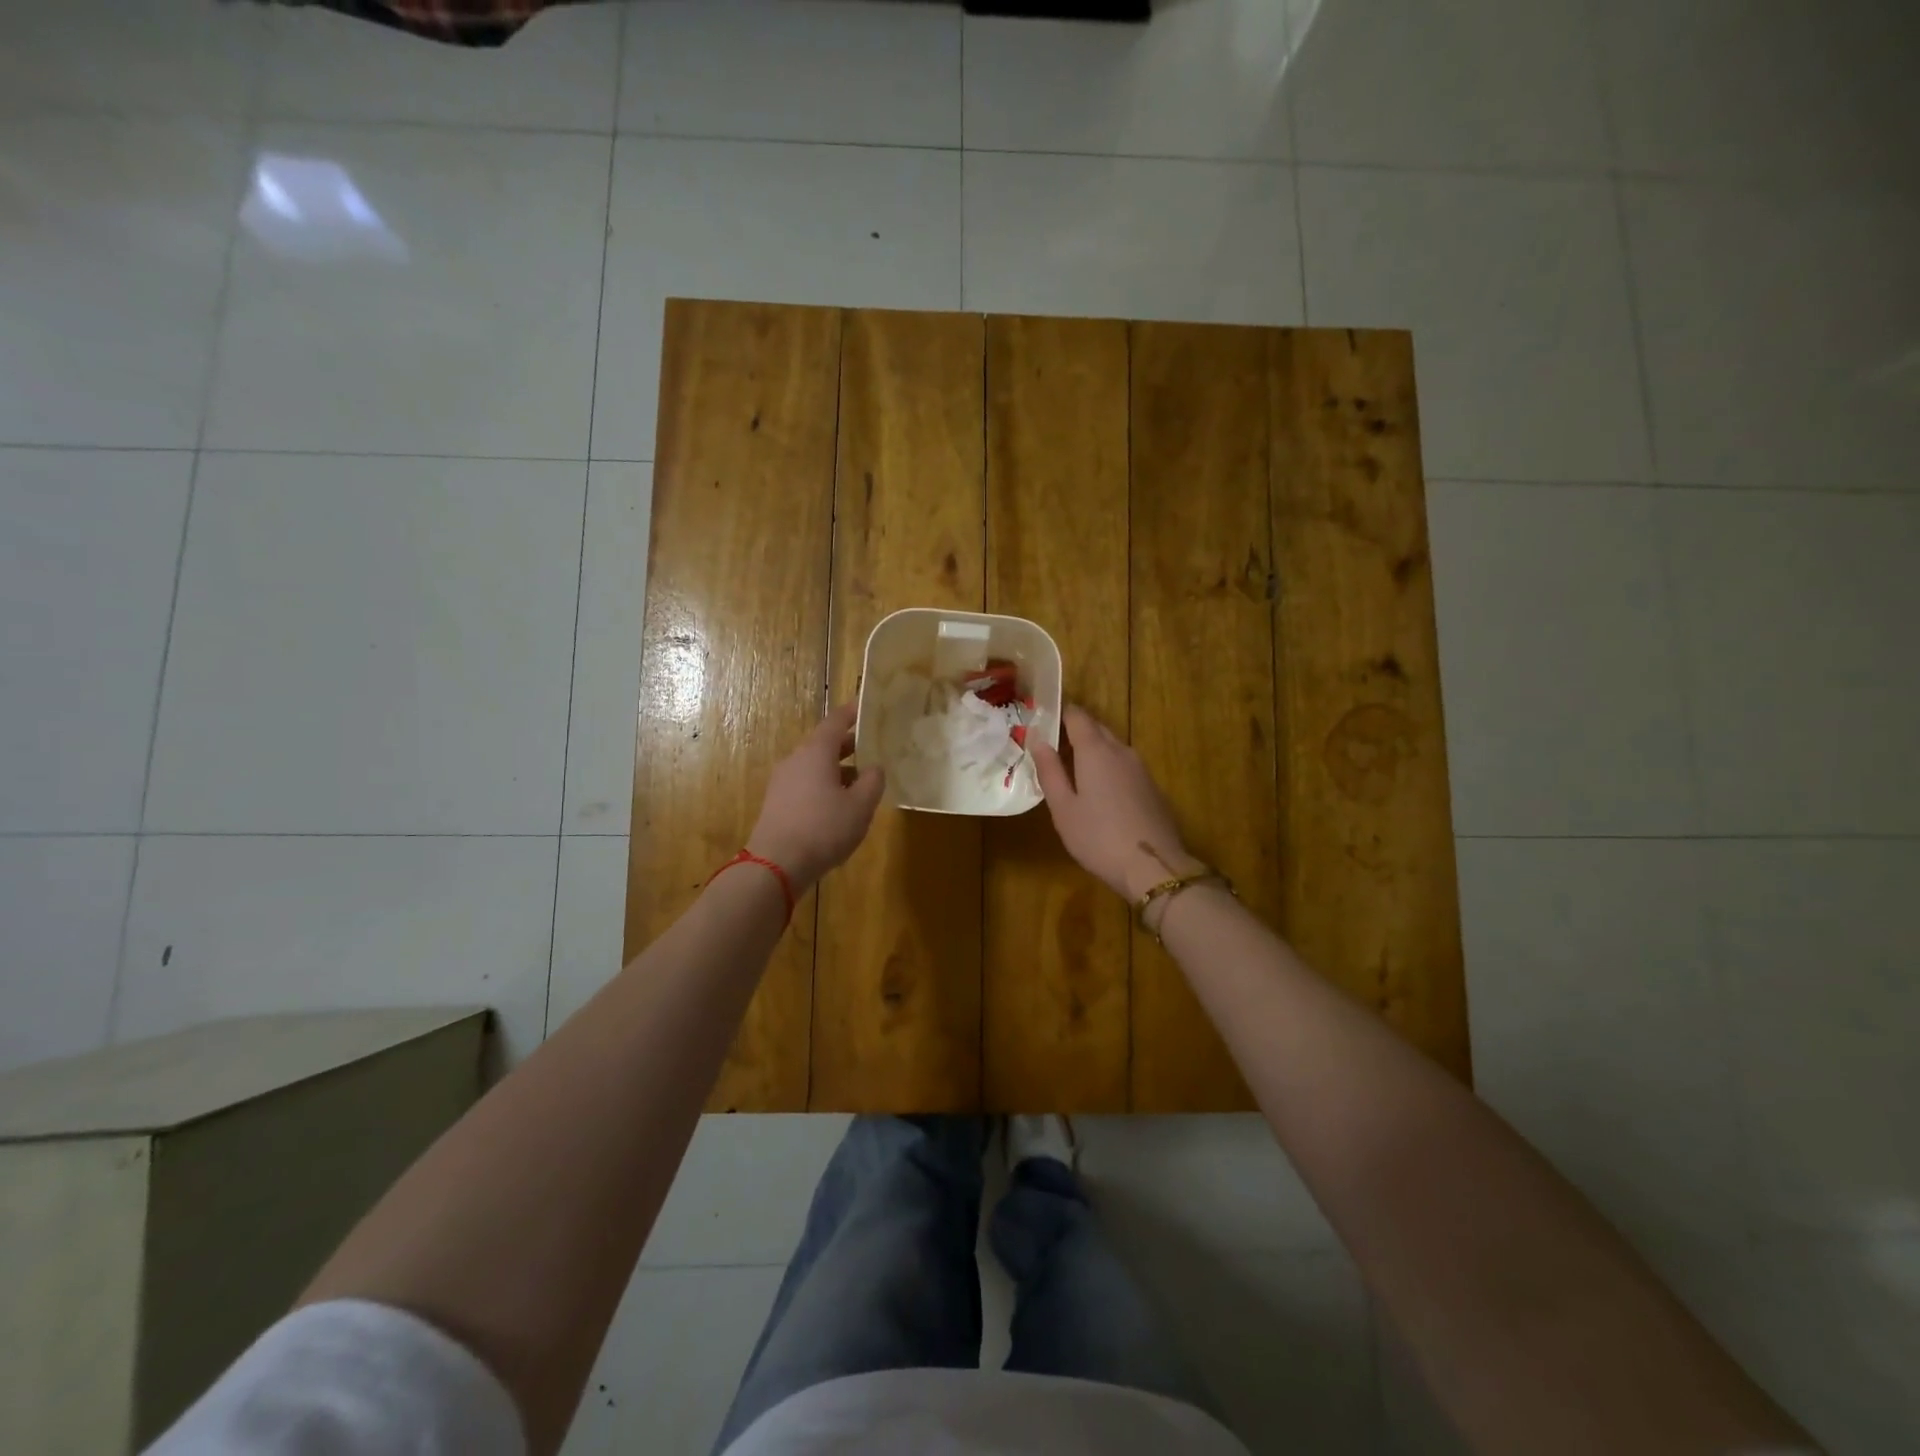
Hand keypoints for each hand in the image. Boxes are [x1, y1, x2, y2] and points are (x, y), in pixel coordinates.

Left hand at [747, 702, 886, 891]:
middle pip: (824, 744)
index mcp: (816, 752)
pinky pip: (806, 784)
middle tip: (873, 746)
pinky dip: (824, 785)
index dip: (852, 713)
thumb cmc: (823, 828)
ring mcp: (782, 782)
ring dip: (838, 769)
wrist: (776, 865)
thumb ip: (872, 782)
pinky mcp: (777, 803)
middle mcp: (796, 760)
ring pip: (815, 766)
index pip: (836, 722)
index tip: (865, 706)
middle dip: (849, 745)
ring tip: (861, 781)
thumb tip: (874, 767)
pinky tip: (839, 804)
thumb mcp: (860, 806)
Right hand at [1031, 705, 1205, 899]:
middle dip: (1074, 731)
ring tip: (1071, 769)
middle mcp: (1121, 751)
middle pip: (1096, 729)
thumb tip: (1036, 738)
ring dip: (1092, 750)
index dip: (1059, 712)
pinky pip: (1124, 766)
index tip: (1041, 719)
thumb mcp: (1063, 808)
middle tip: (1051, 746)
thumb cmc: (1098, 837)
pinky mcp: (1152, 787)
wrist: (1154, 867)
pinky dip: (1108, 768)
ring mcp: (1141, 769)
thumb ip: (1049, 770)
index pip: (1077, 715)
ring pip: (1112, 747)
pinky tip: (1099, 792)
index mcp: (1096, 751)